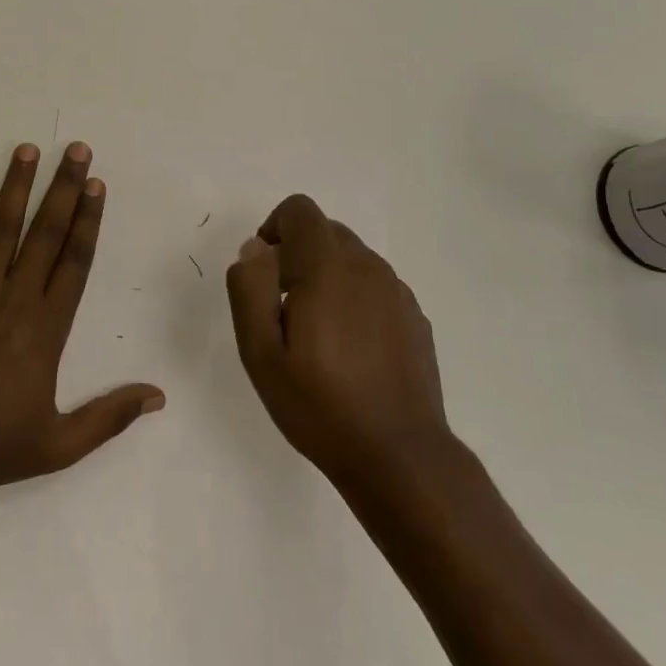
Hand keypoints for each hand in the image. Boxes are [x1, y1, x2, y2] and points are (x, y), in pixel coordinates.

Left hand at [0, 143, 164, 493]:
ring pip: (2, 229)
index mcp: (47, 328)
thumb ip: (109, 417)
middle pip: (45, 233)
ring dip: (18, 187)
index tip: (96, 185)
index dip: (87, 220)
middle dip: (63, 188)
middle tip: (75, 149)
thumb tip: (158, 396)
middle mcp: (14, 298)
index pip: (74, 261)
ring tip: (28, 150)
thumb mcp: (58, 445)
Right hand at [225, 194, 448, 495]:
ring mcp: (397, 292)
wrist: (399, 456)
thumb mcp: (261, 352)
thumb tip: (254, 248)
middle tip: (281, 309)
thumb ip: (250, 288)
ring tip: (315, 334)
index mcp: (328, 267)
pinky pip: (375, 287)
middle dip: (297, 254)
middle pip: (326, 231)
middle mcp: (368, 267)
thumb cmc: (319, 405)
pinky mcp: (415, 317)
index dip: (274, 228)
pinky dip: (353, 298)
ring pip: (352, 259)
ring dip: (326, 276)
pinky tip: (349, 350)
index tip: (264, 272)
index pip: (300, 210)